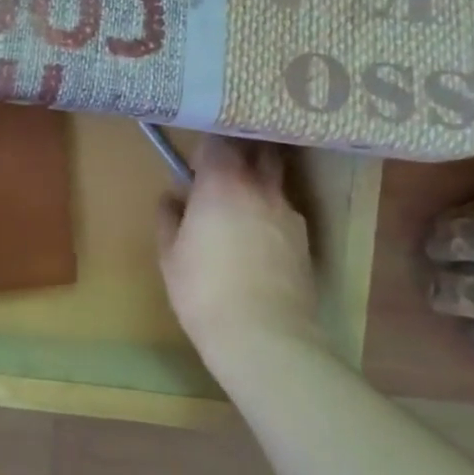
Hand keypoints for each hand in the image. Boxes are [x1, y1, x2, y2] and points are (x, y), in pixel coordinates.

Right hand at [156, 136, 321, 373]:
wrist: (264, 333)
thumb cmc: (204, 290)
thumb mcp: (170, 256)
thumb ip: (169, 219)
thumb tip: (172, 199)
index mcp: (221, 184)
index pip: (219, 141)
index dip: (208, 141)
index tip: (197, 151)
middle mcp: (259, 187)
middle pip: (259, 149)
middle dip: (243, 148)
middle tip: (223, 161)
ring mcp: (287, 211)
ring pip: (275, 178)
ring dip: (259, 178)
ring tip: (241, 197)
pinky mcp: (304, 237)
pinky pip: (284, 209)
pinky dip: (270, 209)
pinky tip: (258, 233)